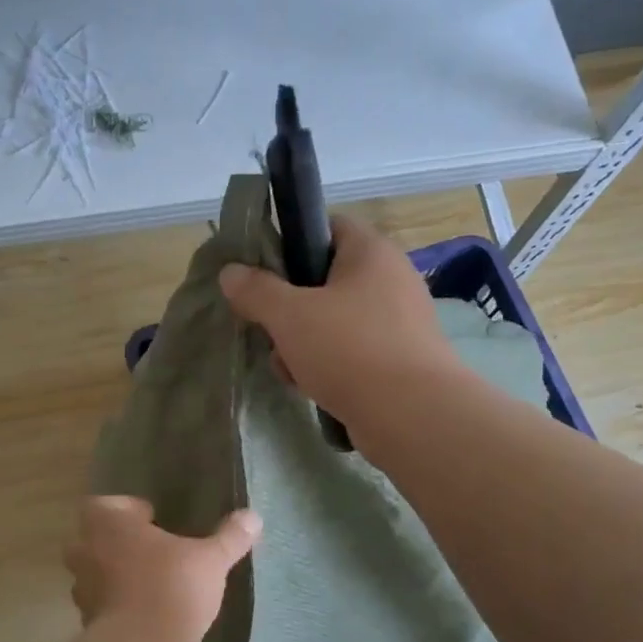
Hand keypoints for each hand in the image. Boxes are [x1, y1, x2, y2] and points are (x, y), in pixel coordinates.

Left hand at [64, 496, 260, 639]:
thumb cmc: (173, 585)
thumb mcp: (211, 559)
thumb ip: (229, 537)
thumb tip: (253, 517)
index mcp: (109, 525)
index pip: (101, 504)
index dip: (123, 509)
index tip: (150, 518)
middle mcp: (87, 551)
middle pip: (89, 538)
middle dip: (112, 542)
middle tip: (145, 549)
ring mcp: (83, 588)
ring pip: (90, 573)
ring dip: (110, 574)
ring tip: (144, 582)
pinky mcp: (87, 622)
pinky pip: (97, 605)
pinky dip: (112, 605)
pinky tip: (140, 613)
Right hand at [218, 215, 461, 428]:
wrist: (412, 415)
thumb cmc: (349, 349)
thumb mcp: (289, 316)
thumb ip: (256, 290)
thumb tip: (231, 273)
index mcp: (372, 252)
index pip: (329, 226)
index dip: (293, 242)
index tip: (265, 273)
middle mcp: (392, 279)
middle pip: (326, 280)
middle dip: (291, 308)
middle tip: (271, 330)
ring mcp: (400, 322)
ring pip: (336, 321)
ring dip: (304, 343)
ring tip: (290, 369)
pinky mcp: (401, 360)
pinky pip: (353, 352)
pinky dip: (330, 366)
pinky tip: (313, 388)